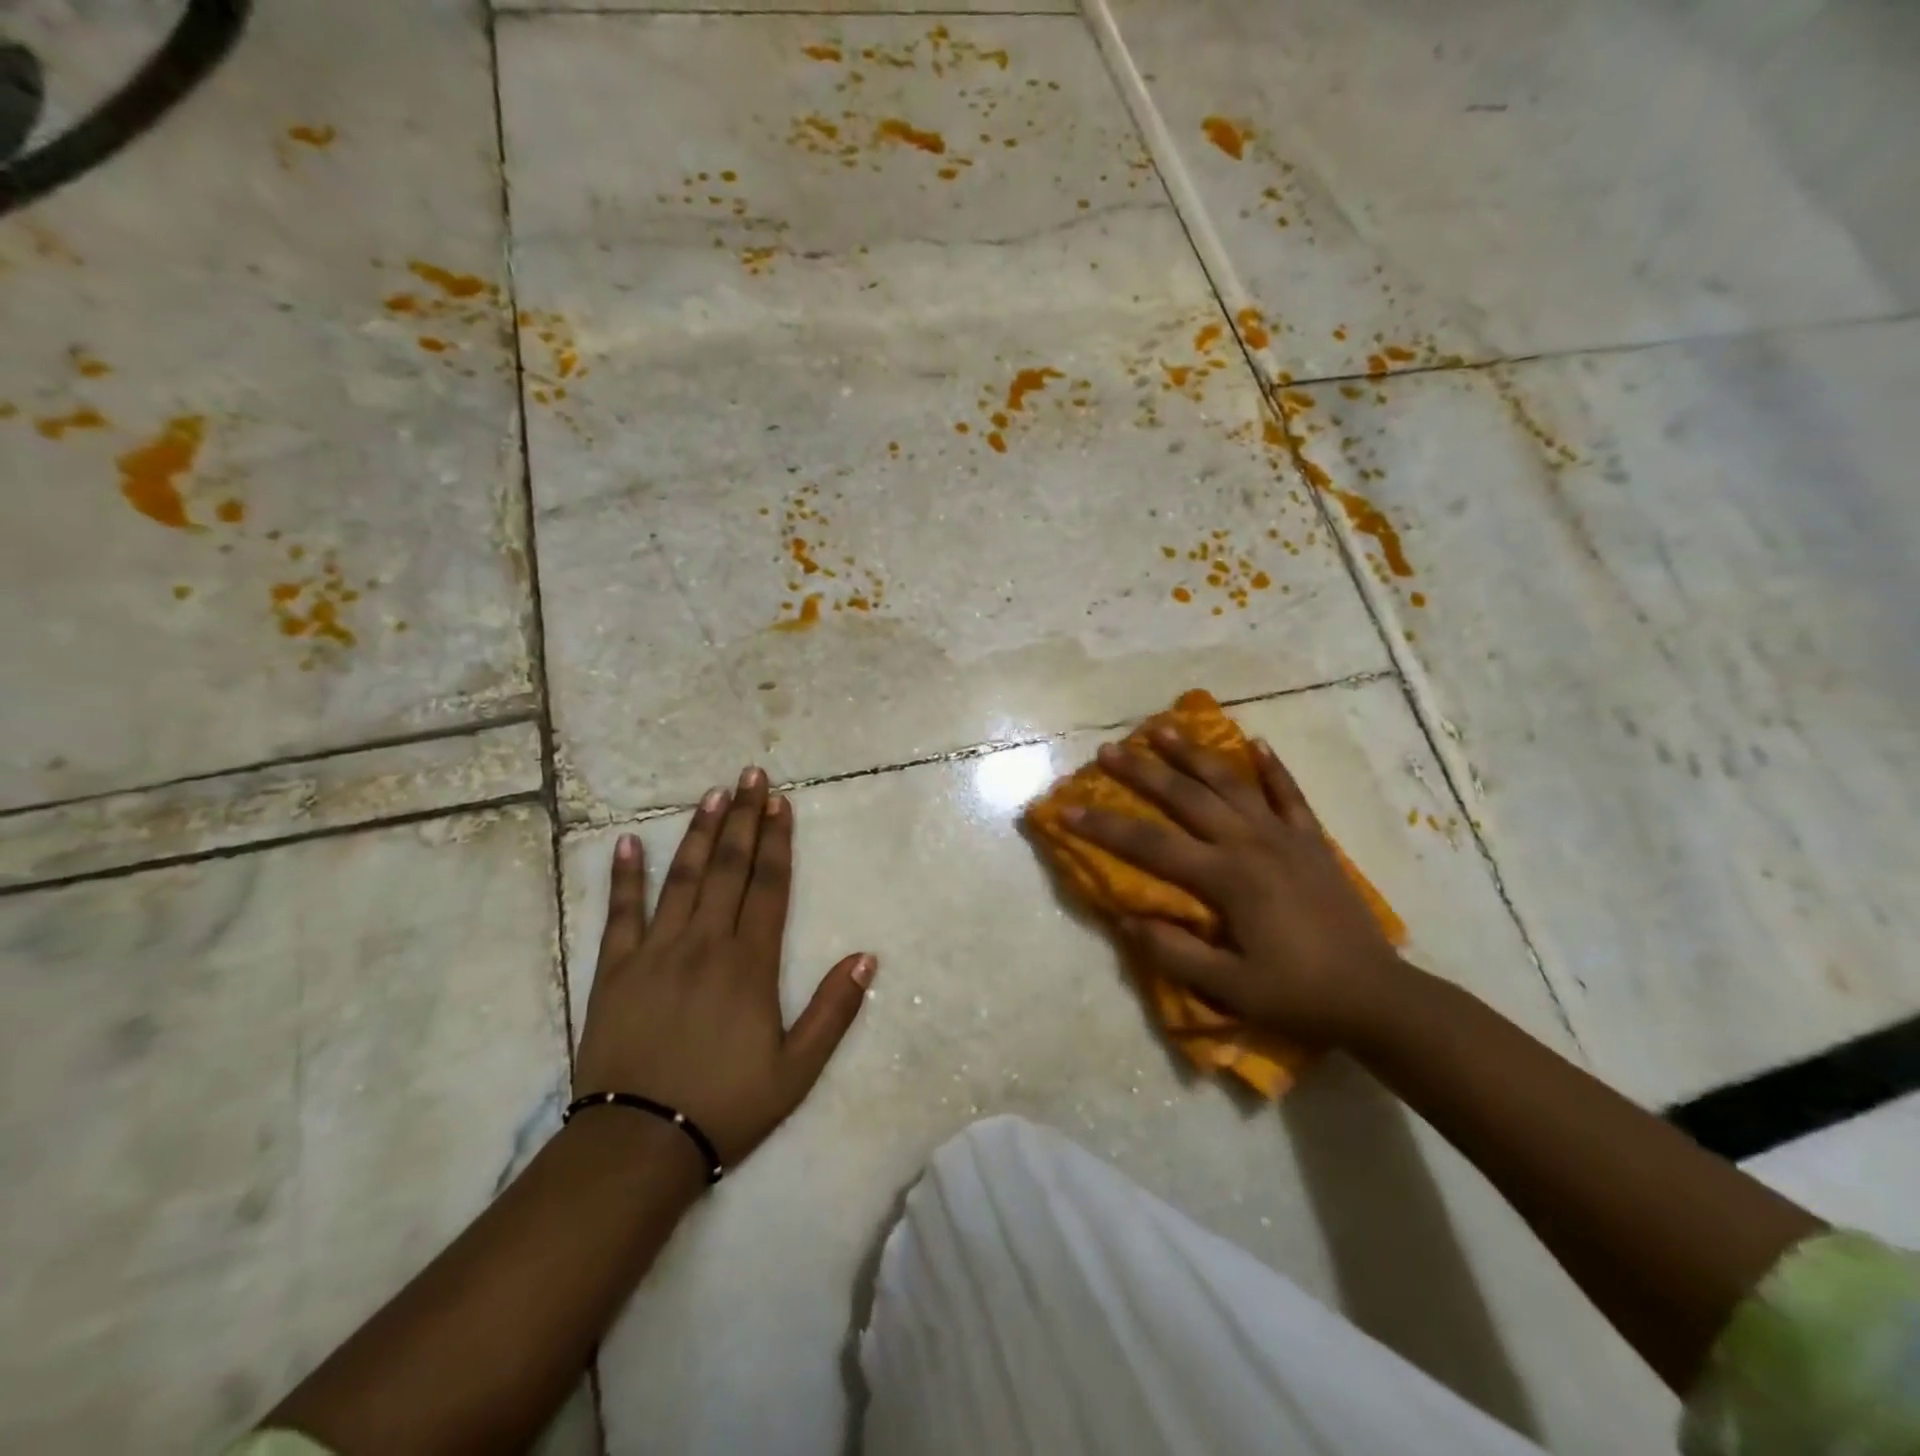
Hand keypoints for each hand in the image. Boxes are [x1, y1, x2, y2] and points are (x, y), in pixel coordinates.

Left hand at [573, 766, 875, 1168]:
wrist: (638, 1144)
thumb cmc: (725, 1105)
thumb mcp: (796, 1070)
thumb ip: (833, 1011)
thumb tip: (867, 957)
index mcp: (749, 963)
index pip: (768, 886)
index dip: (777, 841)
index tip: (780, 802)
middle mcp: (704, 943)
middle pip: (728, 868)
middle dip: (743, 818)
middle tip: (750, 775)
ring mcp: (655, 952)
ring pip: (681, 878)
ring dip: (698, 833)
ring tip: (711, 794)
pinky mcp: (614, 971)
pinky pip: (619, 914)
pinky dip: (624, 877)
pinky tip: (628, 844)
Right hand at [1065, 727, 1408, 1048]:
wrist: (1376, 996)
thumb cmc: (1298, 994)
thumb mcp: (1230, 988)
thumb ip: (1174, 952)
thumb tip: (1127, 919)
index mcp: (1226, 878)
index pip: (1151, 844)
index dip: (1105, 827)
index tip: (1068, 809)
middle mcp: (1250, 843)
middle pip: (1186, 797)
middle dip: (1142, 772)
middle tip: (1109, 750)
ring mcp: (1284, 836)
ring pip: (1231, 782)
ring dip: (1194, 753)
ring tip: (1164, 727)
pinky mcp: (1312, 840)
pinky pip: (1289, 793)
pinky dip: (1272, 767)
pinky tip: (1256, 743)